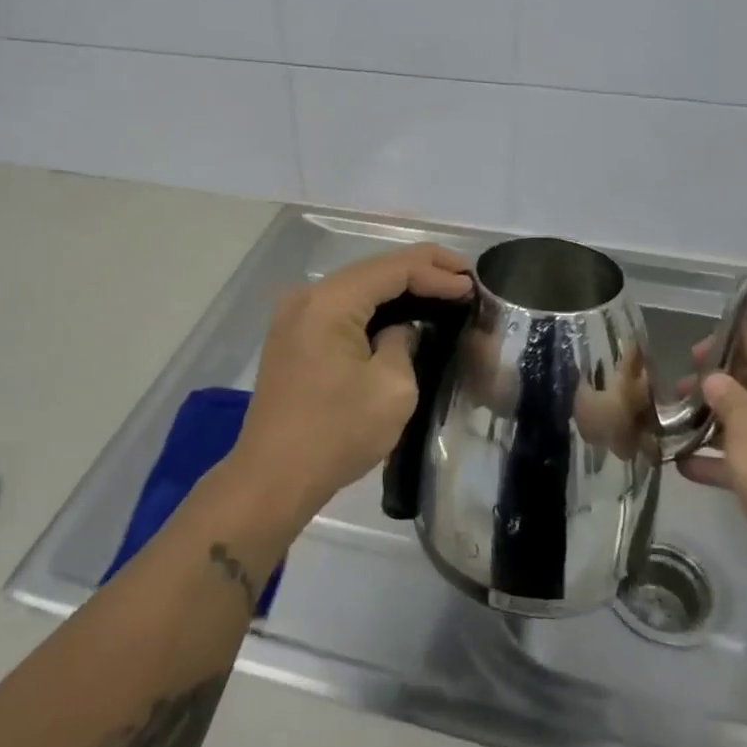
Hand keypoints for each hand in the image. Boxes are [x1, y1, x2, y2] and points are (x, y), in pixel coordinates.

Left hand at [230, 244, 472, 527]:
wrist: (272, 478)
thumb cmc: (336, 433)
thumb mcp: (391, 388)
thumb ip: (405, 342)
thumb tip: (401, 330)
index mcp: (330, 301)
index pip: (394, 268)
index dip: (437, 272)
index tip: (473, 286)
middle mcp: (308, 296)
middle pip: (374, 269)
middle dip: (422, 270)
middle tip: (465, 279)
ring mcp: (295, 316)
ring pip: (358, 287)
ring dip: (399, 287)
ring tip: (442, 291)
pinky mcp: (293, 337)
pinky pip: (342, 307)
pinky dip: (375, 307)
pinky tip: (402, 314)